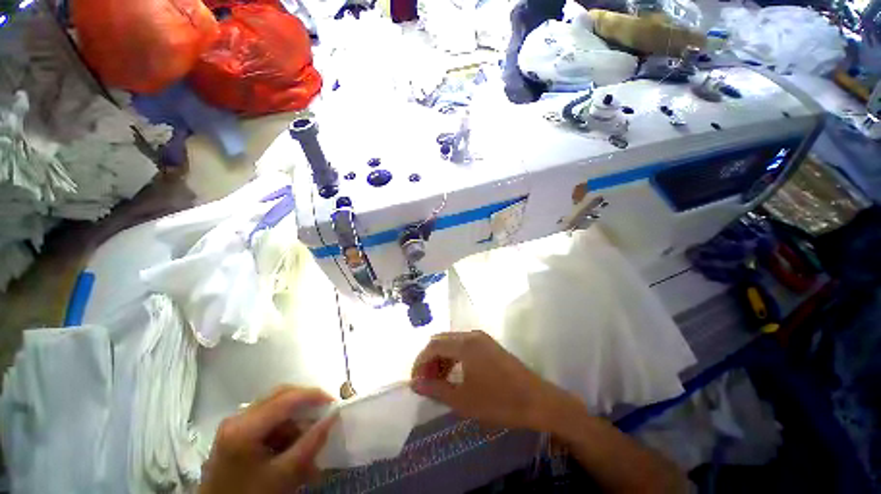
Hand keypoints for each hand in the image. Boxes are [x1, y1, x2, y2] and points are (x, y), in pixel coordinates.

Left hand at [198, 386, 335, 493]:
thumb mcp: (285, 474)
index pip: (286, 398)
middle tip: (323, 415)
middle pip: (279, 397)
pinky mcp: (235, 434)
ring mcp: (234, 425)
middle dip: (305, 405)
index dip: (313, 396)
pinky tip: (292, 448)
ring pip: (275, 409)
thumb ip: (311, 443)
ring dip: (295, 422)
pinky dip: (283, 431)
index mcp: (244, 427)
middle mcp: (237, 418)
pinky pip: (266, 422)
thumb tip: (333, 416)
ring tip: (308, 443)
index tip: (334, 402)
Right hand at [410, 330, 568, 430]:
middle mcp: (471, 335)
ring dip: (441, 358)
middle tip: (425, 382)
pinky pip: (463, 346)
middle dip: (429, 359)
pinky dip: (454, 357)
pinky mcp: (488, 345)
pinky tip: (454, 375)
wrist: (537, 400)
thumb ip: (436, 389)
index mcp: (464, 344)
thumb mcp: (463, 400)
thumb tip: (414, 384)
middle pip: (441, 340)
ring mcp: (482, 338)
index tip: (414, 381)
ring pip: (452, 342)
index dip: (420, 362)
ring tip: (438, 381)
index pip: (433, 346)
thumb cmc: (499, 401)